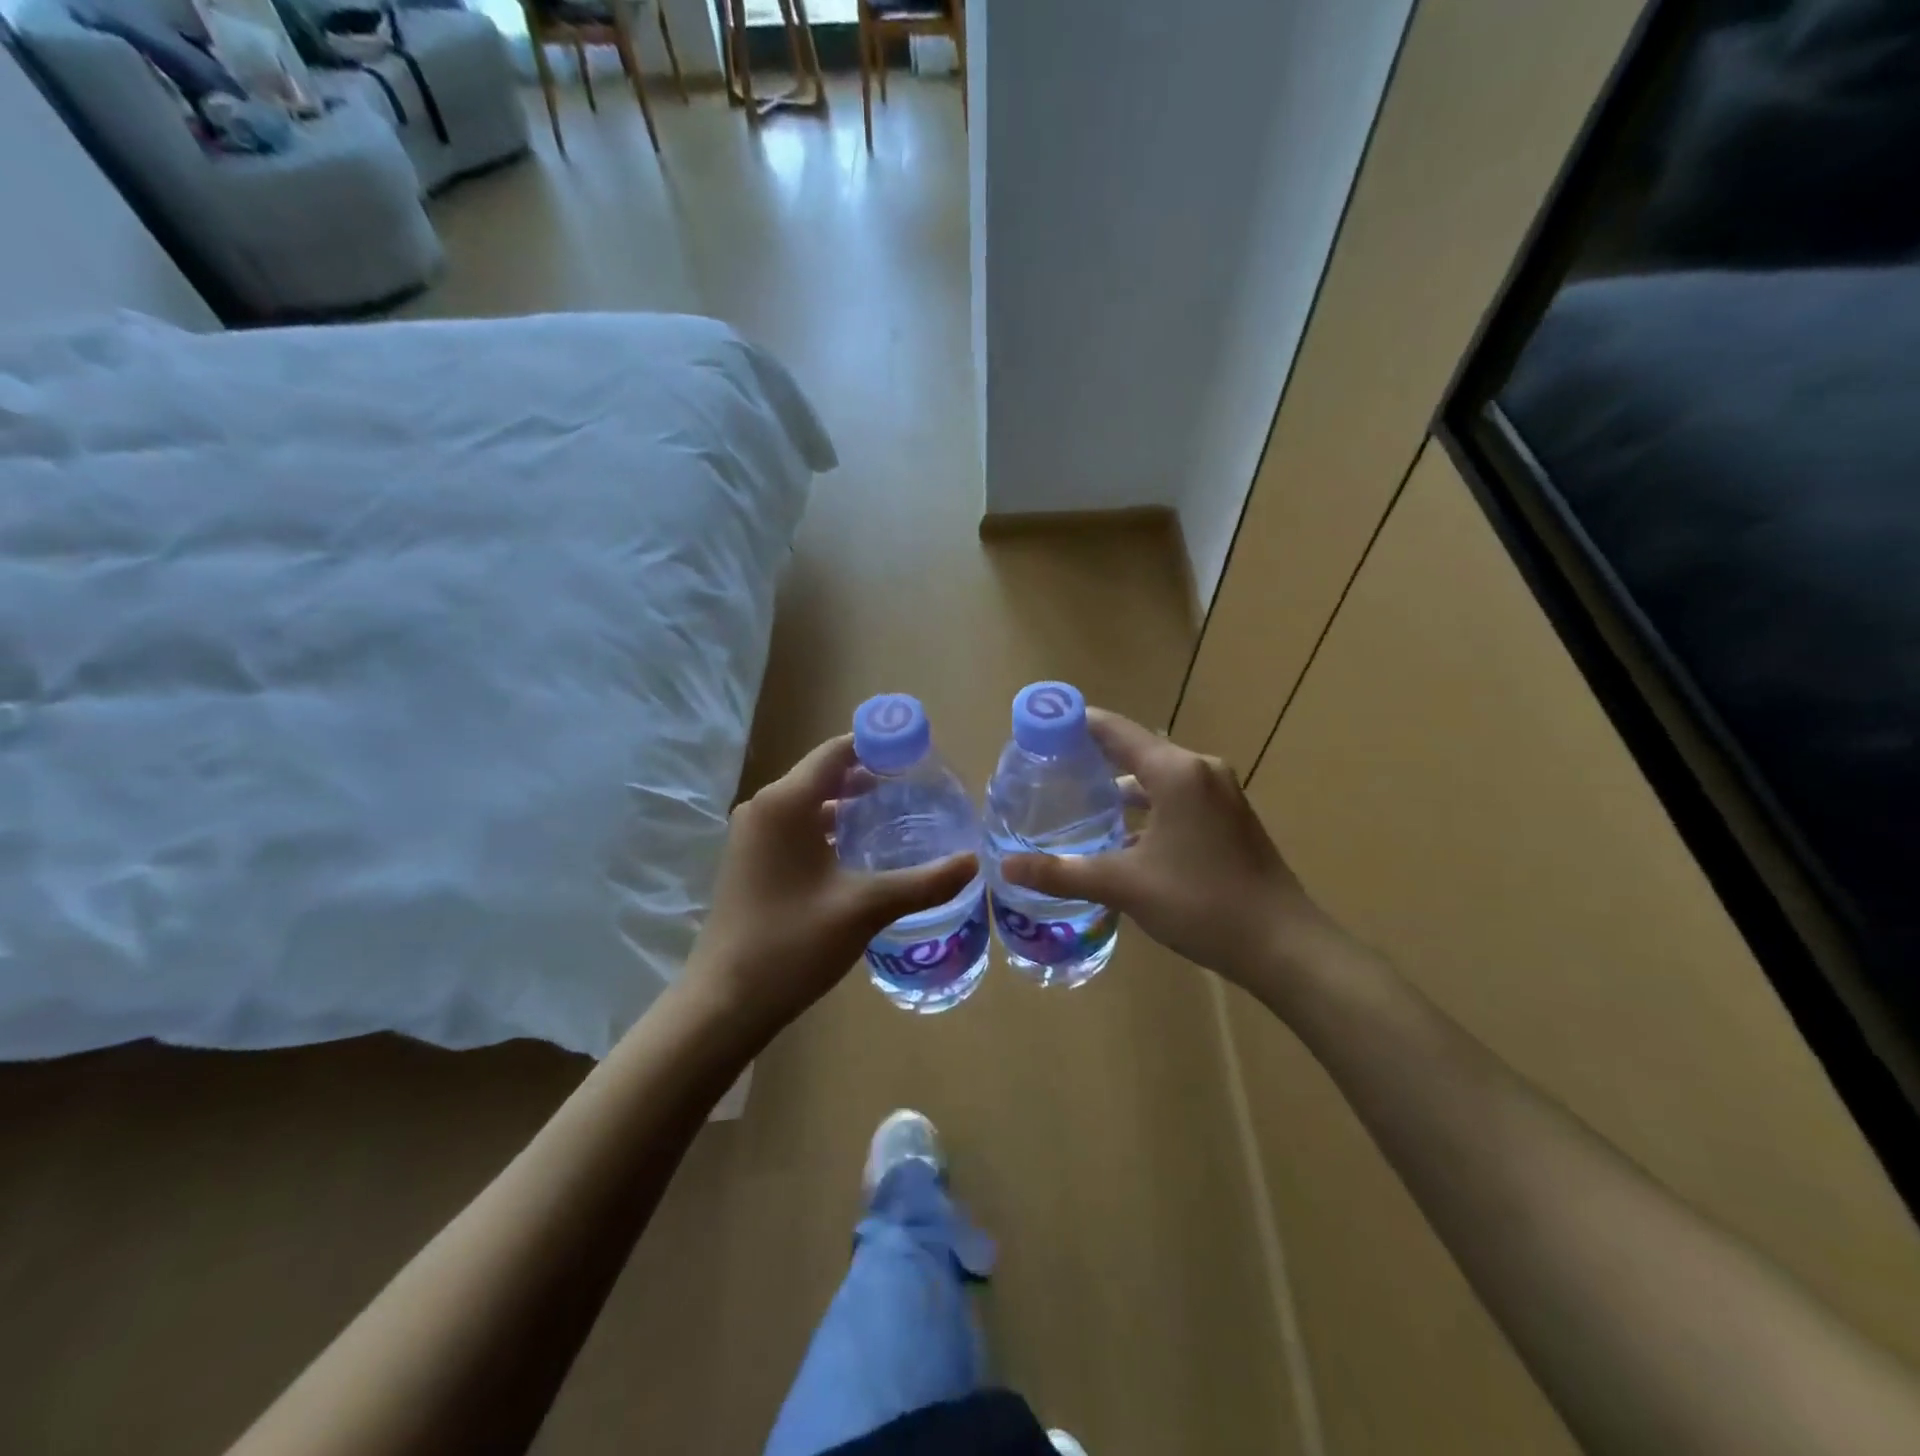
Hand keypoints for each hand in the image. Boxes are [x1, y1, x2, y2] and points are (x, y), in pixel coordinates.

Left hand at [685, 735, 977, 1036]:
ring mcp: (752, 836)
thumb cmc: (792, 944)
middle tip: (918, 785)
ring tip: (897, 814)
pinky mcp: (751, 861)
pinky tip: (860, 850)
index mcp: (785, 803)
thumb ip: (923, 882)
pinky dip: (829, 827)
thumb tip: (973, 863)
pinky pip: (796, 827)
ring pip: (809, 803)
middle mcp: (764, 808)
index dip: (878, 745)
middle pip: (823, 774)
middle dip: (869, 775)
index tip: (918, 752)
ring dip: (850, 804)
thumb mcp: (865, 908)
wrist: (725, 1002)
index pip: (837, 752)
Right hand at [999, 709, 1337, 990]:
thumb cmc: (1202, 903)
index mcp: (1176, 771)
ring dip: (1120, 789)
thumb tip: (1006, 868)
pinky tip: (1121, 838)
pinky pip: (1177, 797)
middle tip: (1047, 771)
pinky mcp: (1229, 818)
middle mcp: (1200, 770)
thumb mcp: (1124, 886)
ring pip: (1157, 778)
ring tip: (1077, 805)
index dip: (1074, 724)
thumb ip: (1062, 873)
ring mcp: (1220, 793)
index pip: (1114, 730)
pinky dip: (1146, 808)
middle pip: (1135, 750)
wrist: (1283, 946)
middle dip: (1092, 759)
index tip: (1037, 730)